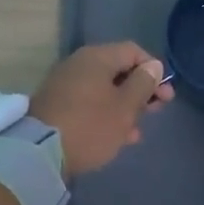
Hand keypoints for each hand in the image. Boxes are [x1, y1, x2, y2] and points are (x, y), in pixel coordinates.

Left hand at [29, 42, 171, 178]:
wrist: (38, 153)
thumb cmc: (90, 125)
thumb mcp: (124, 107)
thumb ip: (142, 84)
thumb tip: (153, 65)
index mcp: (97, 57)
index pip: (133, 51)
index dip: (153, 69)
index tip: (165, 94)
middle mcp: (80, 63)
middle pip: (118, 70)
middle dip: (140, 90)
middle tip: (157, 110)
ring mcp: (65, 84)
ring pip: (104, 89)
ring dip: (124, 106)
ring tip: (137, 130)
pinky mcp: (56, 105)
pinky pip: (89, 102)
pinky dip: (105, 114)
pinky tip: (117, 136)